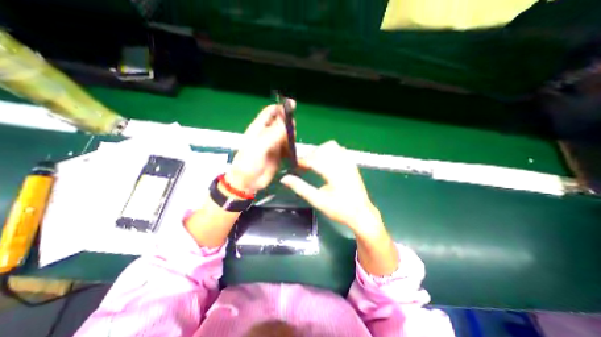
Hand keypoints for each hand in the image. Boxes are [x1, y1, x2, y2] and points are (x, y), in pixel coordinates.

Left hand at [225, 102, 292, 192]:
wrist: (248, 182)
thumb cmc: (249, 162)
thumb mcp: (260, 145)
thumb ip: (274, 134)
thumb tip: (287, 122)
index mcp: (259, 128)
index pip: (270, 112)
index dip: (280, 108)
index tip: (292, 106)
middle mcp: (267, 134)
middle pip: (280, 123)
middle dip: (288, 123)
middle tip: (292, 129)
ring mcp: (274, 145)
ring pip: (286, 135)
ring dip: (291, 135)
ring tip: (292, 141)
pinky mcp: (279, 155)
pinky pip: (288, 147)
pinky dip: (292, 147)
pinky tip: (293, 150)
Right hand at [282, 141, 383, 238]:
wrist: (361, 214)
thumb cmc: (340, 210)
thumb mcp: (318, 201)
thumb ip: (300, 188)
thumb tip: (285, 179)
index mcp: (334, 173)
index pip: (314, 159)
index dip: (302, 161)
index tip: (295, 165)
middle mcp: (343, 164)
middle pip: (322, 149)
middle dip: (311, 155)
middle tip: (305, 167)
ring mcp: (349, 162)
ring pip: (332, 146)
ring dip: (320, 152)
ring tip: (315, 164)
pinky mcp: (352, 164)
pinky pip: (339, 150)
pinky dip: (329, 153)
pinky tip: (326, 164)